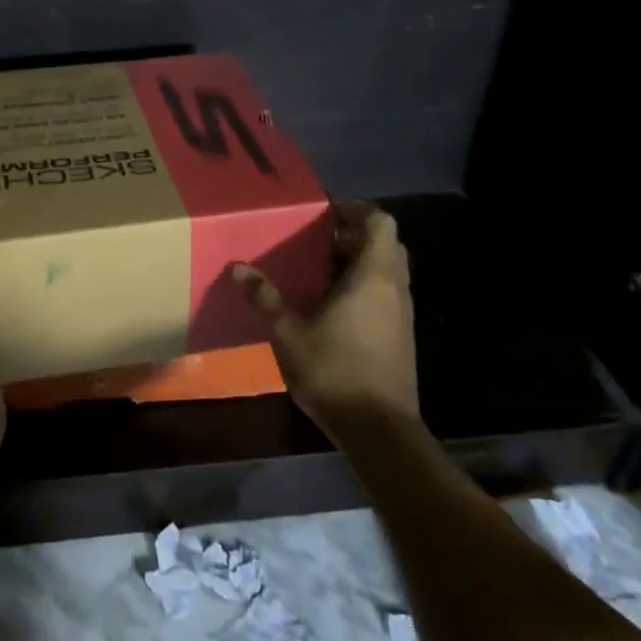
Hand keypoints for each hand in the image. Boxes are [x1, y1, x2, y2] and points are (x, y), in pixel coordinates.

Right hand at [232, 201, 418, 440]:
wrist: (380, 431)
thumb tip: (238, 267)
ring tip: (316, 268)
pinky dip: (362, 286)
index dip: (355, 209)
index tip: (324, 212)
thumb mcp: (289, 332)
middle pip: (385, 242)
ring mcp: (401, 313)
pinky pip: (384, 293)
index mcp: (373, 276)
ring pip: (386, 269)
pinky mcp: (400, 336)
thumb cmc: (335, 370)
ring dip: (357, 261)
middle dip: (352, 234)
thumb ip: (265, 297)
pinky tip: (329, 304)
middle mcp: (394, 287)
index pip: (380, 221)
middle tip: (315, 239)